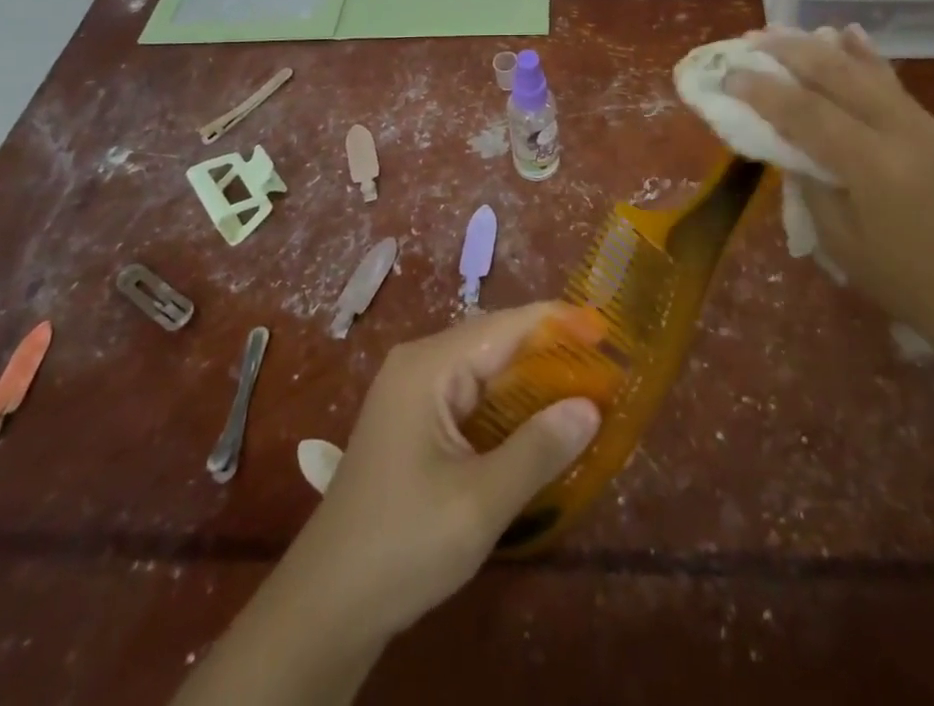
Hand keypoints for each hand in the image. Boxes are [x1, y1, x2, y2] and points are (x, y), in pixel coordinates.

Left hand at [276, 304, 601, 644]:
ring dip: (533, 385)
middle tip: (606, 372)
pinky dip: (510, 409)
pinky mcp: (415, 424)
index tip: (609, 332)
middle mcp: (421, 365)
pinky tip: (540, 430)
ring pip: (487, 373)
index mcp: (430, 366)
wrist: (324, 609)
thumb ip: (538, 449)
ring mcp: (414, 394)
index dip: (560, 324)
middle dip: (551, 356)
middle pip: (498, 344)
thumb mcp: (479, 503)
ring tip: (586, 396)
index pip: (507, 326)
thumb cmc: (401, 546)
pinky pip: (473, 400)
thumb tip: (591, 406)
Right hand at [727, 26, 933, 350]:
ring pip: (864, 69)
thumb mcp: (842, 243)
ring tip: (782, 29)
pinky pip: (890, 81)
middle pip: (836, 74)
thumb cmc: (909, 283)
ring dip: (820, 46)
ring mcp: (923, 124)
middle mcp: (900, 130)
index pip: (806, 113)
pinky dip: (863, 55)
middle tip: (750, 39)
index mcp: (874, 165)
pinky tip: (847, 33)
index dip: (762, 91)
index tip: (728, 75)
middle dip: (789, 52)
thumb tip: (789, 145)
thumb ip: (811, 185)